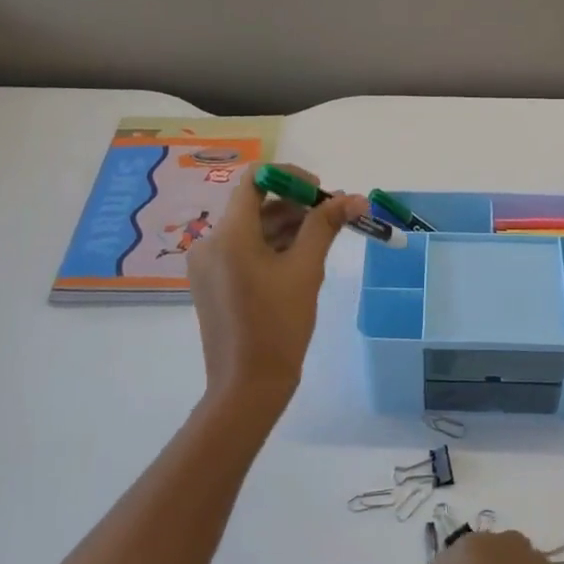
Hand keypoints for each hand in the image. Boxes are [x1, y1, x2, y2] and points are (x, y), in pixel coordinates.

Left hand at [188, 164, 364, 414]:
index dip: (289, 177)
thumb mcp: (306, 270)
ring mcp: (208, 264)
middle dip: (295, 205)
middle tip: (332, 217)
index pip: (255, 181)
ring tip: (322, 239)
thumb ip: (325, 226)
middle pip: (254, 205)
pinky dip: (271, 247)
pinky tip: (300, 260)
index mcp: (229, 235)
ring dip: (286, 226)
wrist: (248, 386)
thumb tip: (355, 198)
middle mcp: (210, 243)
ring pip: (251, 228)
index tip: (321, 192)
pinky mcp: (213, 282)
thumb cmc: (279, 325)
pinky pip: (243, 250)